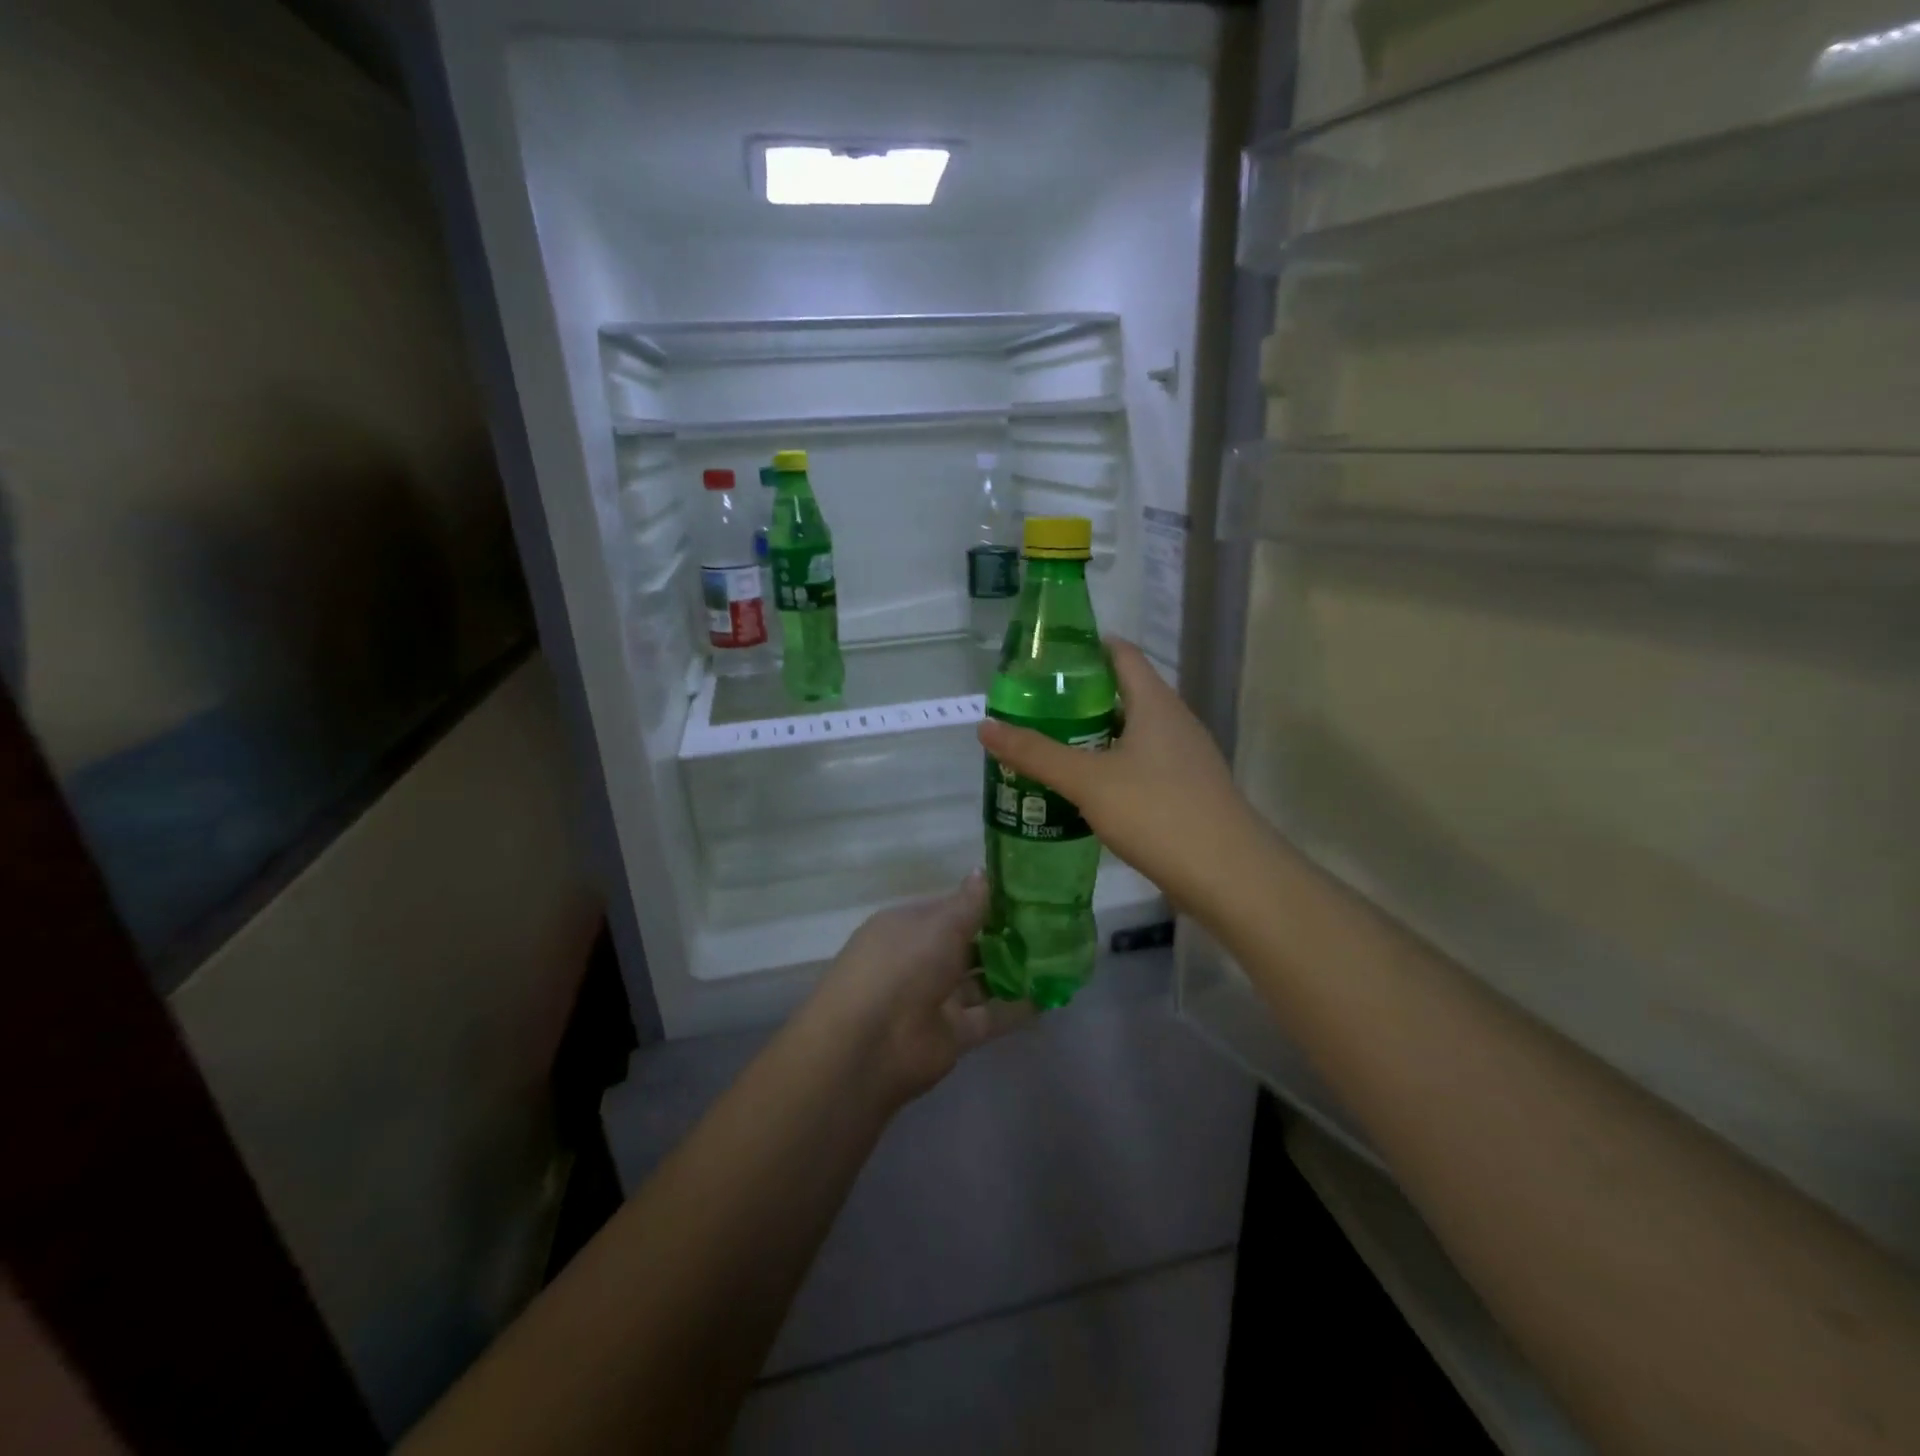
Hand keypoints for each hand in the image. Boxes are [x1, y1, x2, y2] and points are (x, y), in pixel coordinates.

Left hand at [802, 871, 1033, 1106]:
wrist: (870, 1045)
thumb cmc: (902, 966)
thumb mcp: (939, 925)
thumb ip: (968, 904)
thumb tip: (982, 872)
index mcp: (908, 926)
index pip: (950, 908)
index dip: (984, 902)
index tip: (1025, 894)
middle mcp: (921, 959)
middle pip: (967, 944)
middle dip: (1003, 936)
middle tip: (1051, 925)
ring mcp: (937, 998)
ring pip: (980, 980)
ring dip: (1012, 971)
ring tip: (1058, 957)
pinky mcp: (953, 1033)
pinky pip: (990, 1016)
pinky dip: (1016, 1008)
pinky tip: (1050, 995)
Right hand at [976, 637, 1264, 918]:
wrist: (1229, 876)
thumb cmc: (1157, 812)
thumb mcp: (1088, 780)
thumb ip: (1036, 753)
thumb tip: (985, 727)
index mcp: (1155, 703)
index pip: (1121, 654)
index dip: (1084, 648)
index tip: (1043, 657)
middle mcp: (1174, 722)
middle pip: (1123, 693)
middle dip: (1078, 697)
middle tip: (1032, 707)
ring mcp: (1184, 758)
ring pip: (1131, 733)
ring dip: (1092, 736)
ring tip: (1048, 746)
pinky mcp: (1186, 791)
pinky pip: (1140, 765)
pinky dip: (1110, 766)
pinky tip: (1083, 789)